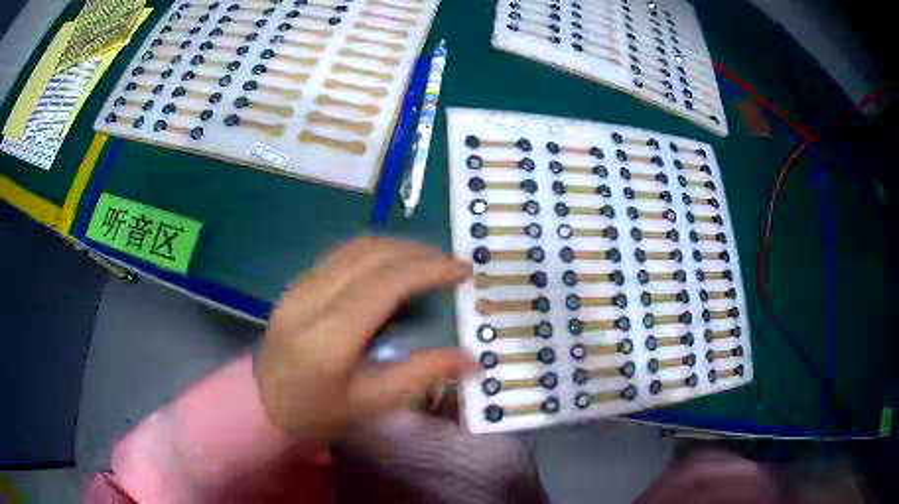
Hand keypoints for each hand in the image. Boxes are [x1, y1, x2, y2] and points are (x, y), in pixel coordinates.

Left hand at [257, 237, 477, 444]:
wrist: (261, 407)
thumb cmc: (317, 414)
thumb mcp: (372, 404)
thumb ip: (422, 374)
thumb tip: (471, 357)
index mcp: (329, 337)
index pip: (385, 283)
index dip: (429, 269)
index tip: (462, 270)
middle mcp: (310, 300)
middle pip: (371, 254)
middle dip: (418, 252)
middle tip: (451, 264)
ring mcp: (298, 287)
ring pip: (355, 247)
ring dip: (397, 247)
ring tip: (428, 262)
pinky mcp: (295, 285)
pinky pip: (341, 255)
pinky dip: (375, 252)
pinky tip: (393, 267)